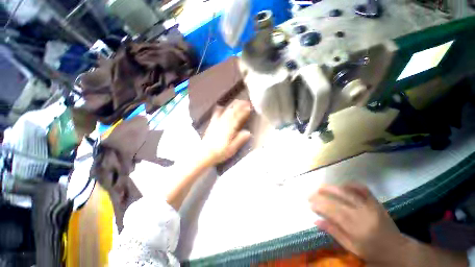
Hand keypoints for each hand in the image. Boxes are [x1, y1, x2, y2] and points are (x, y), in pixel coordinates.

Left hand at [202, 100, 251, 164]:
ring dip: (231, 106)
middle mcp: (223, 124)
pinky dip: (218, 110)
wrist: (204, 154)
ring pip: (225, 112)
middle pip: (232, 112)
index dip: (244, 112)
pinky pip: (215, 115)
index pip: (238, 118)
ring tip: (236, 101)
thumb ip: (240, 140)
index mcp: (229, 130)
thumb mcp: (232, 148)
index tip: (249, 107)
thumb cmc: (220, 152)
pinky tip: (219, 106)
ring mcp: (216, 123)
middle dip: (239, 106)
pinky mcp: (212, 125)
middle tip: (245, 101)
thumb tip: (248, 132)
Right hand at [309, 183, 408, 265]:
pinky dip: (351, 184)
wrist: (397, 249)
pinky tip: (342, 185)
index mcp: (356, 228)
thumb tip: (315, 221)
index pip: (333, 212)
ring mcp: (370, 206)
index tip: (310, 204)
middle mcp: (362, 214)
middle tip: (310, 194)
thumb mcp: (352, 247)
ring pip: (347, 192)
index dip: (319, 206)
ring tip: (320, 187)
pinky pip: (363, 189)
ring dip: (331, 188)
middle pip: (337, 200)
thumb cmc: (372, 252)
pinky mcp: (375, 202)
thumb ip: (334, 232)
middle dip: (321, 196)